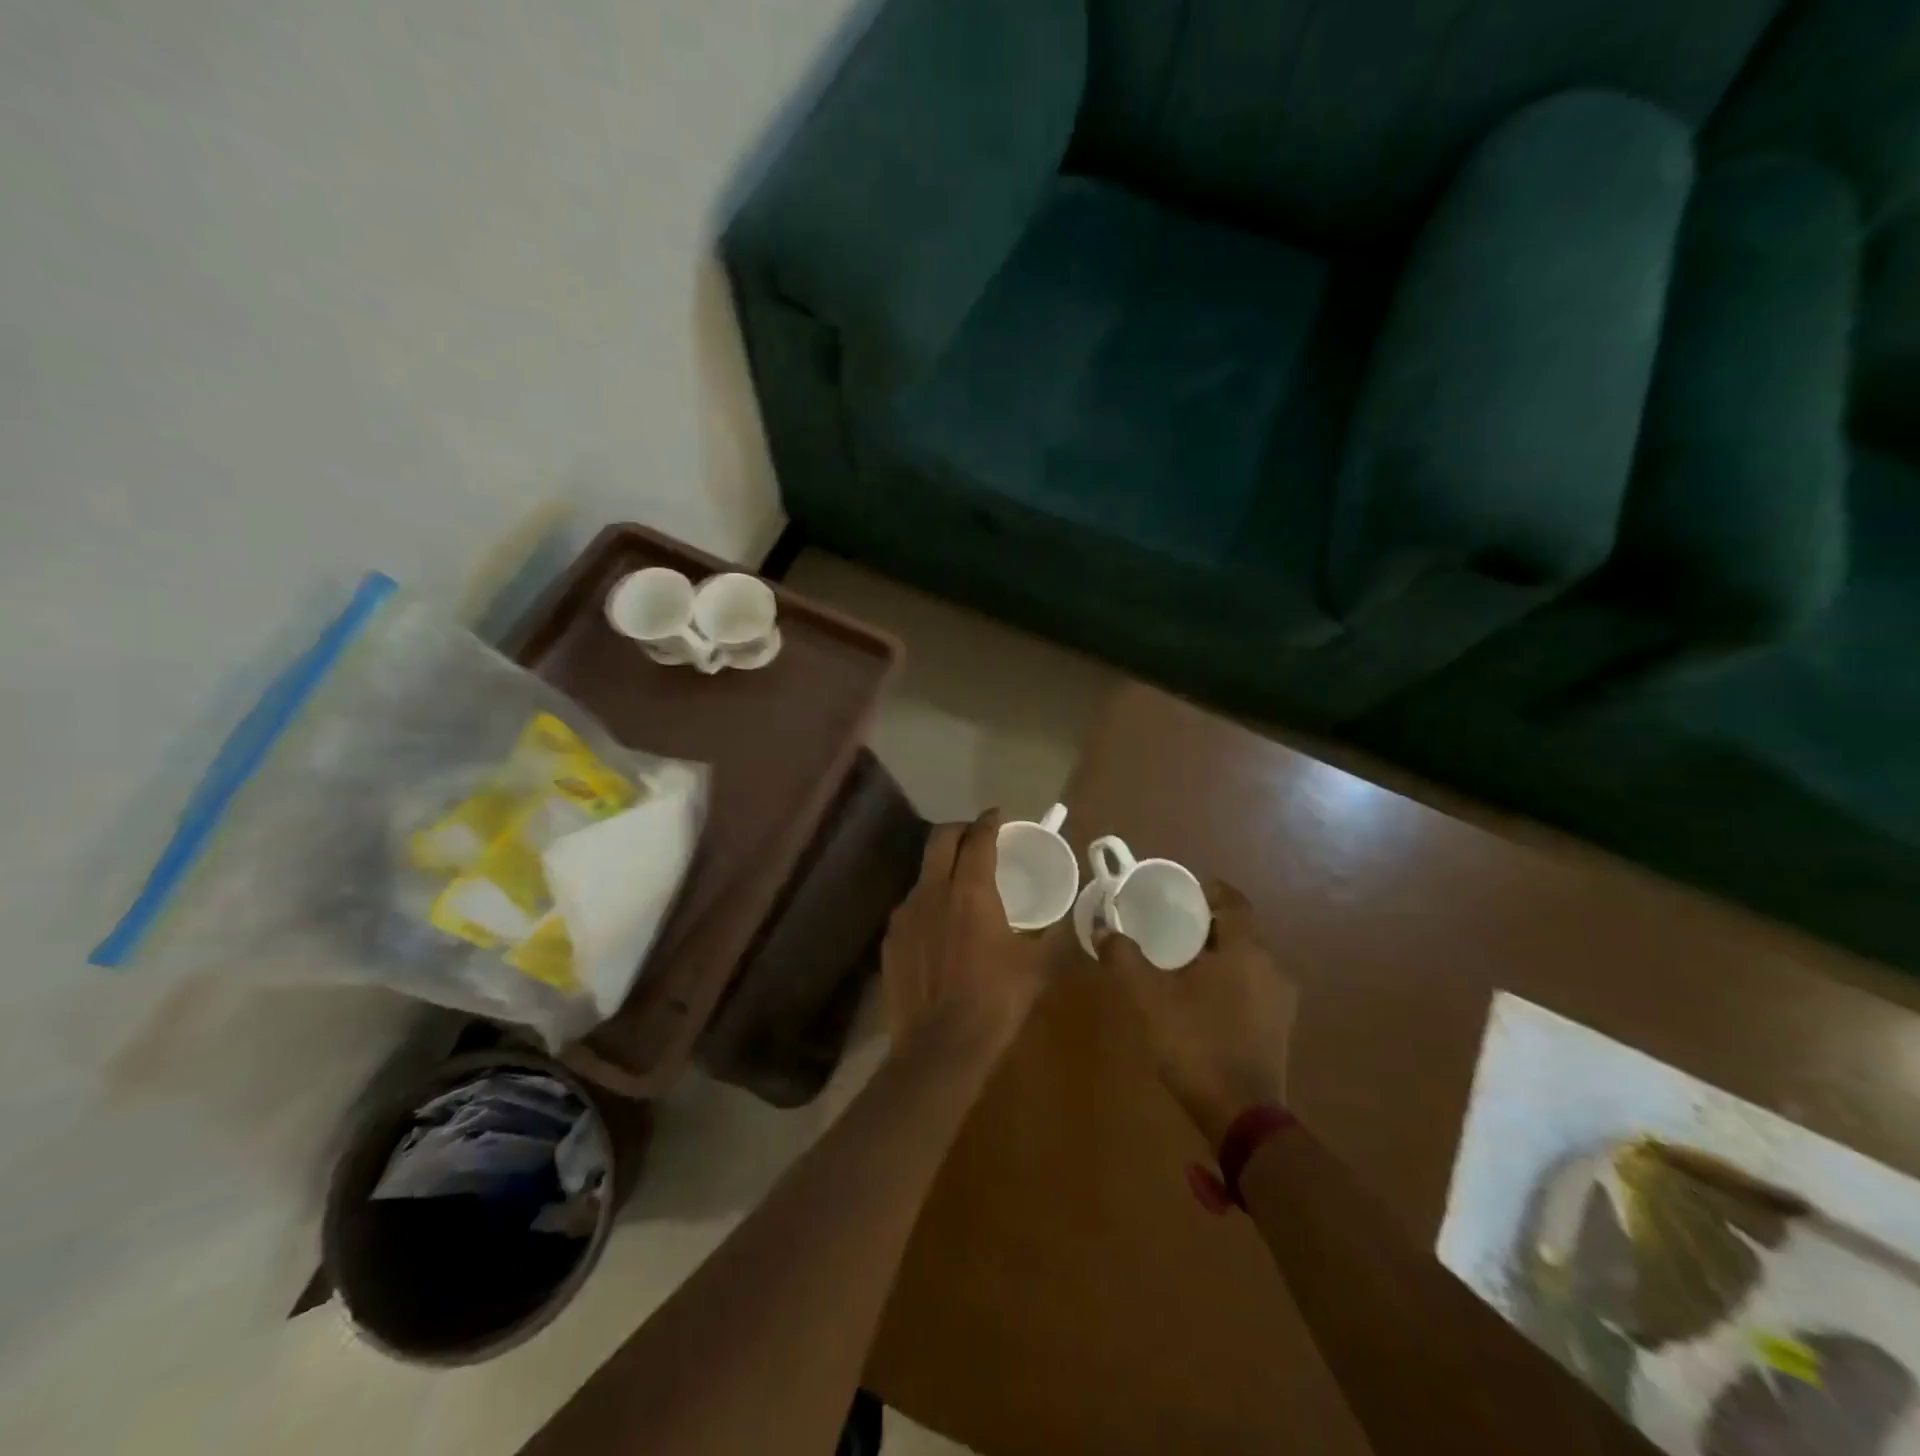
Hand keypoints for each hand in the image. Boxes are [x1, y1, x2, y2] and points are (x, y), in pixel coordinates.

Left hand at [882, 810, 1063, 1066]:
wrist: (939, 1048)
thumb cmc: (995, 1002)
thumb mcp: (1037, 967)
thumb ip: (1056, 936)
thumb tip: (1075, 920)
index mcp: (970, 890)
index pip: (978, 838)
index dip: (990, 821)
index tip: (999, 816)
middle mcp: (932, 890)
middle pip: (941, 839)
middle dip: (960, 829)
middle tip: (978, 837)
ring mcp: (905, 913)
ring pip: (924, 873)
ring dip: (943, 867)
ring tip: (961, 885)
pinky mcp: (891, 938)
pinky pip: (912, 905)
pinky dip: (929, 901)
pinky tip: (941, 926)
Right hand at [1100, 880, 1298, 1147]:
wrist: (1242, 1116)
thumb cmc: (1196, 1044)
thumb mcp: (1149, 998)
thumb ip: (1125, 958)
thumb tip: (1102, 929)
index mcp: (1245, 950)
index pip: (1234, 901)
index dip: (1208, 892)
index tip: (1180, 895)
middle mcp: (1271, 968)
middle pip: (1238, 931)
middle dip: (1205, 926)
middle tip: (1168, 929)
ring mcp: (1281, 1001)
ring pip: (1246, 961)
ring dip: (1217, 956)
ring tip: (1180, 966)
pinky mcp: (1280, 1028)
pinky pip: (1253, 987)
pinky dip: (1229, 982)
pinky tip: (1201, 1001)